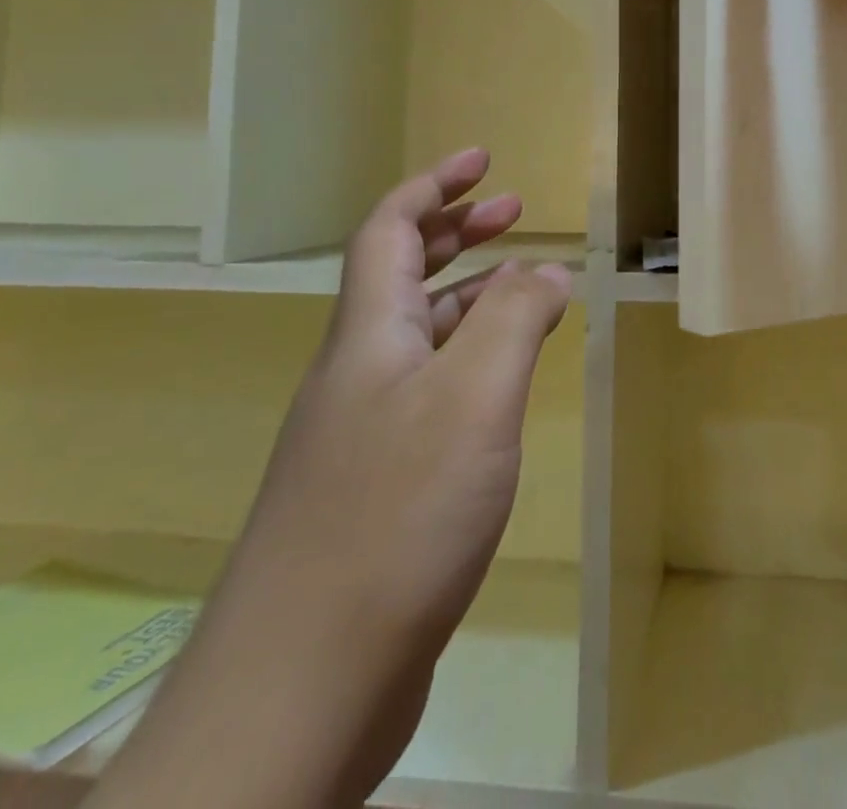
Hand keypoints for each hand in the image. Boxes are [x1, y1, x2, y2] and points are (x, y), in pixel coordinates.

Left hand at [93, 149, 570, 808]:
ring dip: (468, 295)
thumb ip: (514, 320)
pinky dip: (469, 362)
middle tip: (511, 209)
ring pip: (418, 334)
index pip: (391, 229)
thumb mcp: (475, 398)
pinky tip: (502, 387)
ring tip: (525, 287)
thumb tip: (546, 268)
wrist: (300, 687)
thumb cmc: (395, 516)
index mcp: (368, 334)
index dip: (435, 185)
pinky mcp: (375, 486)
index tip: (482, 159)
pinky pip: (428, 390)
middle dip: (457, 230)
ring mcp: (361, 432)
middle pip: (401, 273)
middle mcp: (357, 371)